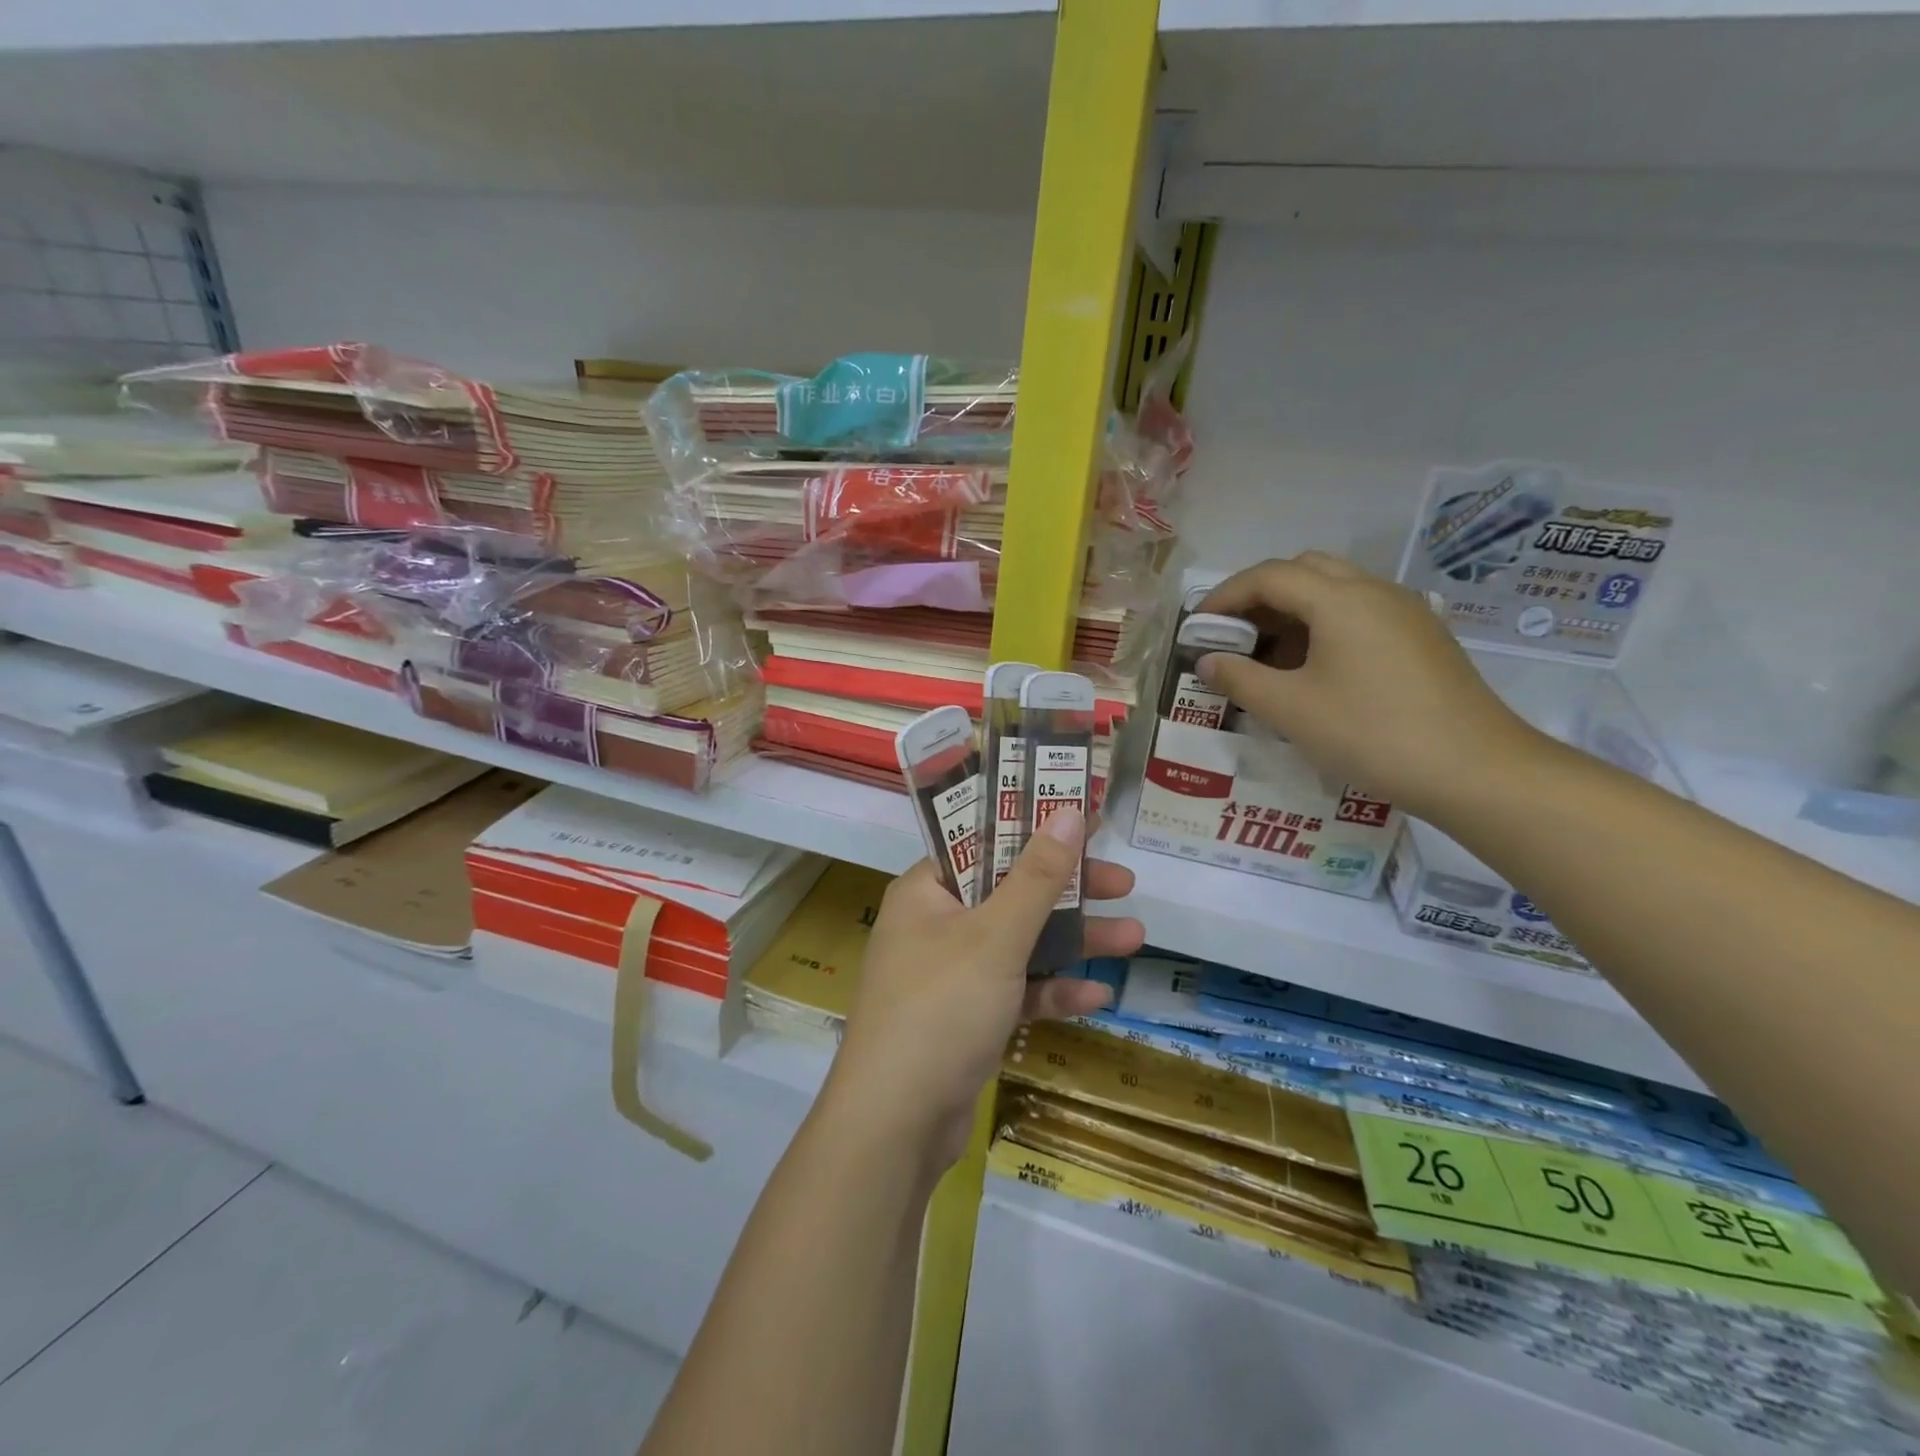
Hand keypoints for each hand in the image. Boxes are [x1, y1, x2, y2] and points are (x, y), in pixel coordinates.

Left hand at [824, 808, 1144, 1173]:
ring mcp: (952, 974)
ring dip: (1073, 941)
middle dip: (1068, 890)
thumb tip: (1068, 812)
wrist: (896, 1125)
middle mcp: (936, 924)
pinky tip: (1098, 994)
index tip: (1085, 820)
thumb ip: (1037, 876)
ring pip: (1020, 943)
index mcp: (927, 890)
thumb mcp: (996, 935)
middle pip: (1010, 891)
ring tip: (1135, 937)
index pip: (984, 842)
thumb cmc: (941, 1008)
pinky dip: (1052, 990)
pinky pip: (1016, 991)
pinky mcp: (967, 1018)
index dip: (1034, 827)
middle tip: (1123, 882)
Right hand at [1198, 552, 1551, 821]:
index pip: (1268, 576)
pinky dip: (1324, 626)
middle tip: (1234, 635)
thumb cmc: (1371, 734)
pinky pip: (1360, 614)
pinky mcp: (1422, 638)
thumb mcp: (1291, 710)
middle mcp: (1374, 591)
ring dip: (1293, 612)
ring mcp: (1405, 613)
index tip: (1197, 626)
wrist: (1475, 770)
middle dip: (1260, 596)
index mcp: (1340, 599)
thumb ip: (1240, 679)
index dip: (1225, 596)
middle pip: (1305, 570)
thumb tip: (1206, 661)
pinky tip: (1315, 671)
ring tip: (1268, 658)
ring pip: (1336, 590)